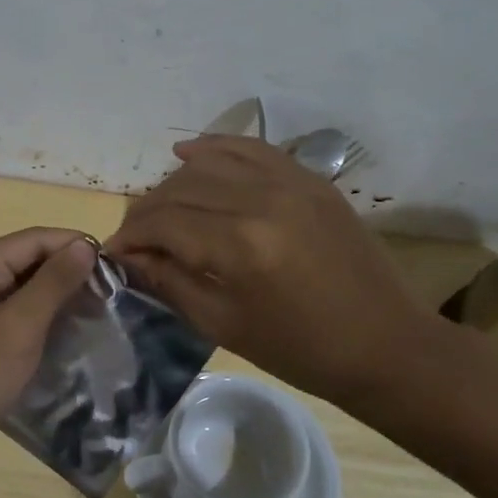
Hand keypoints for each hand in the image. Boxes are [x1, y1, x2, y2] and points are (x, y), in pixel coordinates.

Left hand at [0, 228, 97, 475]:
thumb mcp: (16, 328)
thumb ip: (52, 283)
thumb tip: (85, 245)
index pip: (33, 240)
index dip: (75, 245)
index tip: (117, 265)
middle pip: (26, 263)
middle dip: (68, 273)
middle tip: (113, 294)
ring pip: (21, 293)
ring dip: (56, 300)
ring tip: (98, 314)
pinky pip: (12, 320)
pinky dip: (39, 324)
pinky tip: (67, 338)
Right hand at [106, 136, 454, 411]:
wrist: (386, 344)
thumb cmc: (301, 350)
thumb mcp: (224, 324)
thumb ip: (170, 281)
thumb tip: (129, 256)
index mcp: (241, 243)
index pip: (163, 222)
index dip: (129, 236)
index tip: (112, 253)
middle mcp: (261, 198)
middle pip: (181, 188)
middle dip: (146, 212)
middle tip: (134, 239)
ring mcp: (290, 181)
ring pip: (209, 163)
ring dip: (174, 184)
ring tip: (161, 209)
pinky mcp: (309, 177)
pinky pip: (250, 148)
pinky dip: (214, 147)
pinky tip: (187, 152)